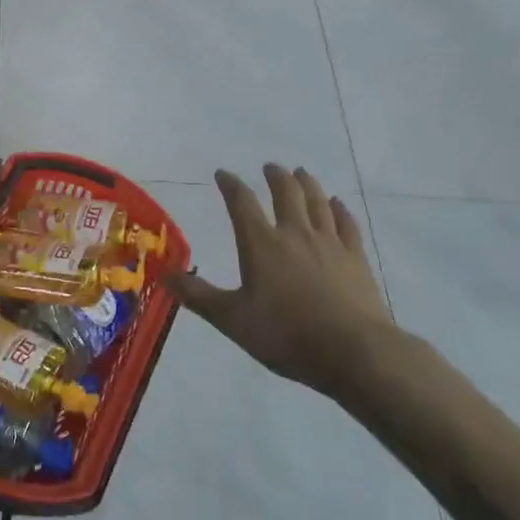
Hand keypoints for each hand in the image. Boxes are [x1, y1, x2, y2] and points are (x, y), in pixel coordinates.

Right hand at [169, 165, 394, 399]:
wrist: (354, 352)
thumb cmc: (286, 335)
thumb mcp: (232, 319)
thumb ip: (198, 296)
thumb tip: (163, 275)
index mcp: (261, 244)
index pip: (242, 203)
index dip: (231, 185)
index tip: (222, 173)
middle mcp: (295, 233)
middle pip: (286, 192)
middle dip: (275, 176)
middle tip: (270, 167)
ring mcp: (330, 243)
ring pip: (317, 201)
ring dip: (307, 183)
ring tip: (301, 172)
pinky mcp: (356, 258)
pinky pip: (347, 223)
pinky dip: (340, 209)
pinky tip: (338, 204)